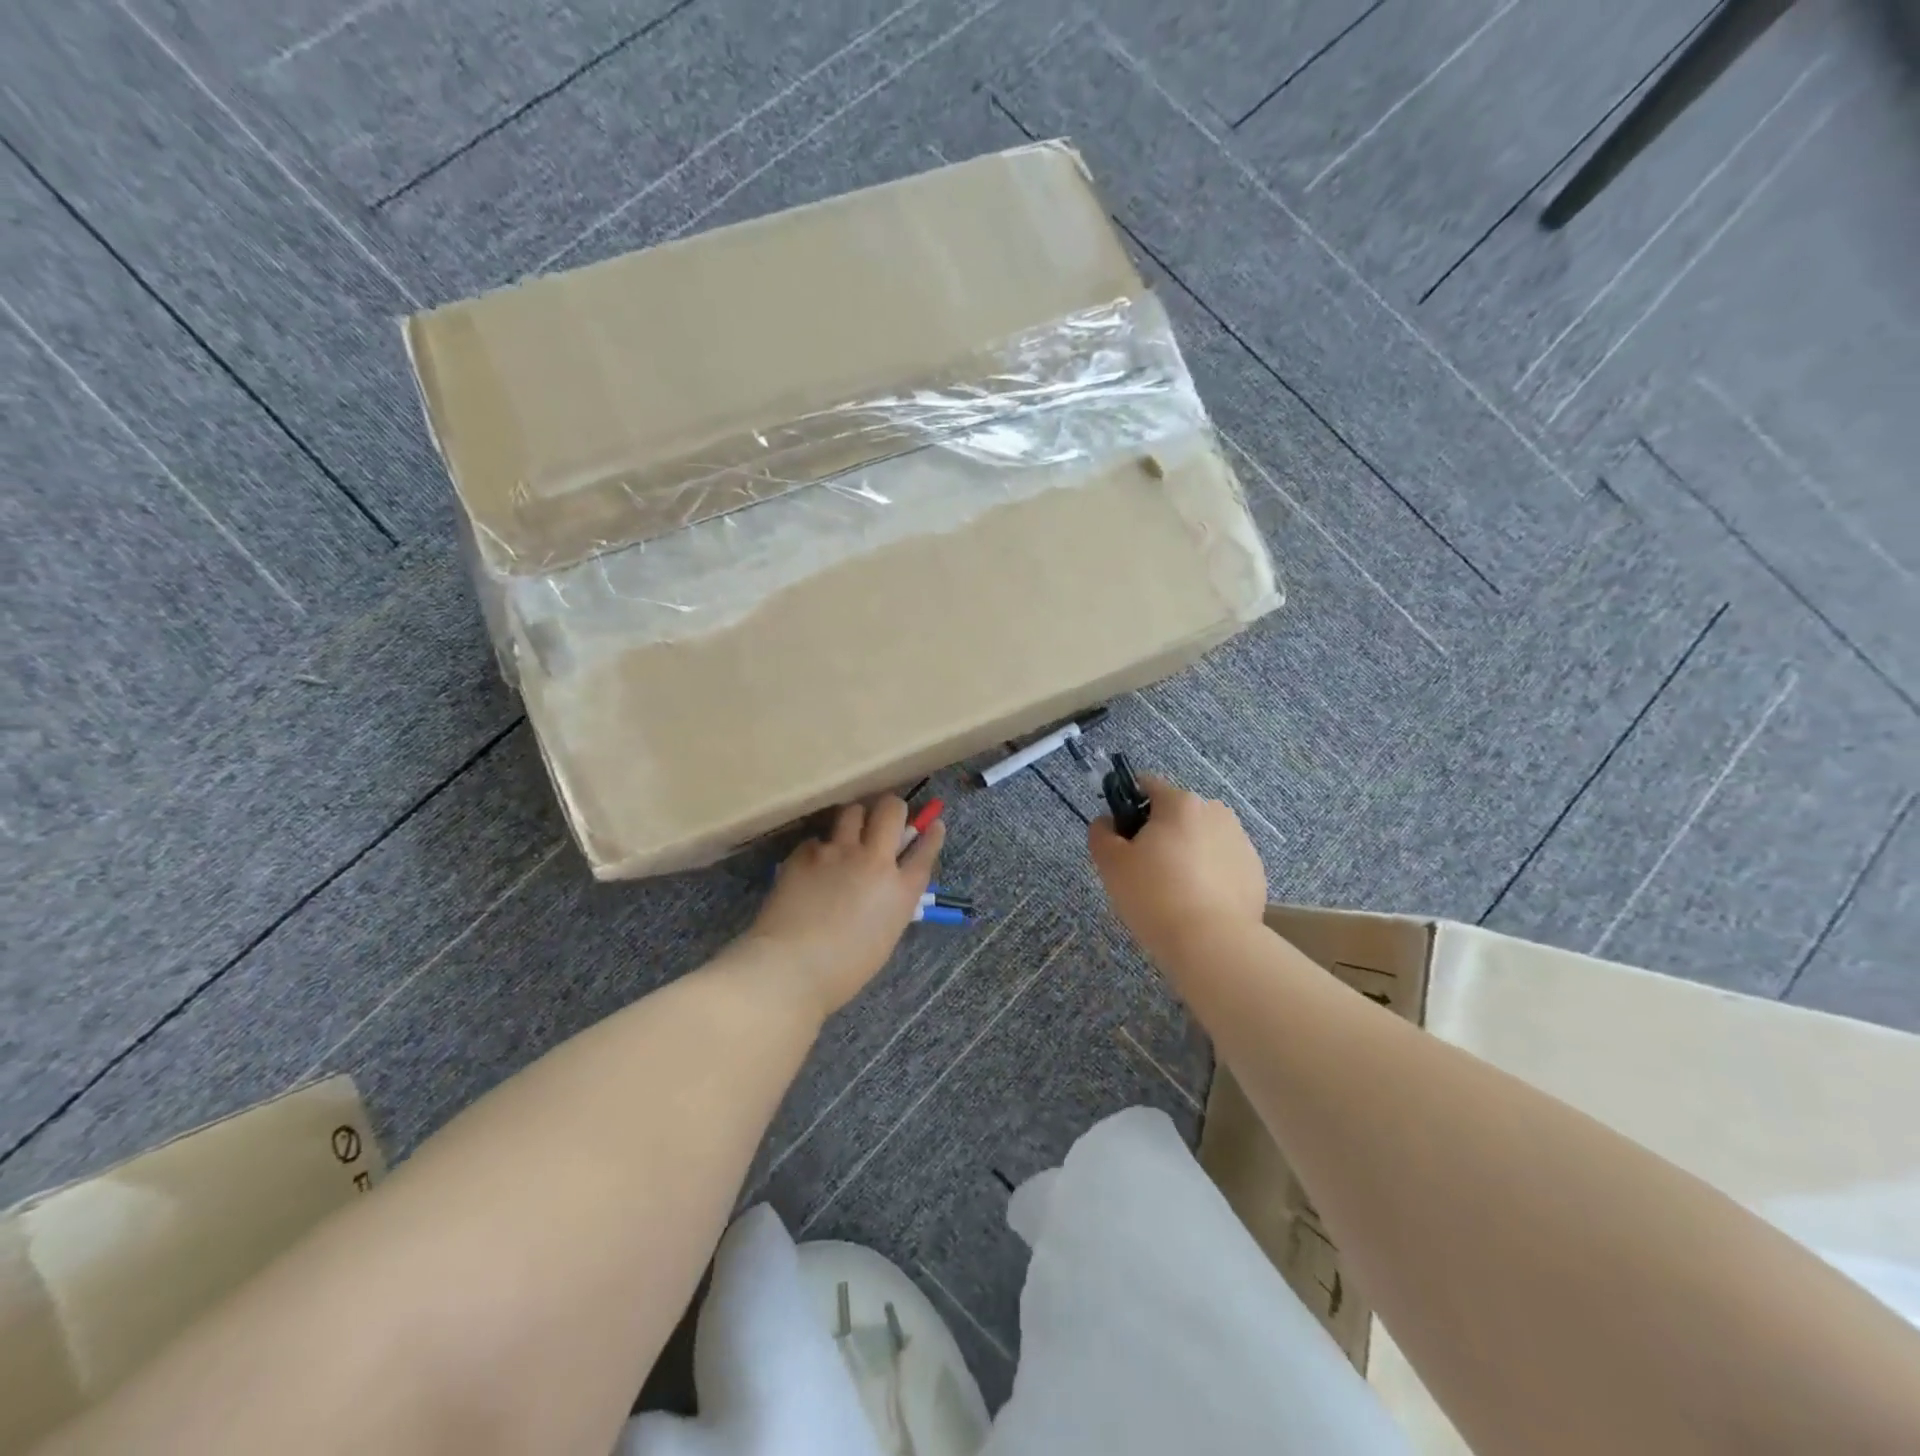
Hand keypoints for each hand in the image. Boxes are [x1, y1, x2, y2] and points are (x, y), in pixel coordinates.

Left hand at [742, 796, 944, 1020]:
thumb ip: (891, 904)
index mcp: (901, 890)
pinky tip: (811, 868)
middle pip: (891, 811)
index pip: (925, 849)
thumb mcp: (884, 936)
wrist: (791, 968)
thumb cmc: (844, 970)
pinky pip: (817, 839)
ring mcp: (838, 852)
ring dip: (855, 819)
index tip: (933, 824)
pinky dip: (819, 850)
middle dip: (892, 809)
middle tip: (885, 819)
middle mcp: (875, 861)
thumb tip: (884, 888)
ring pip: (853, 811)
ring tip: (848, 834)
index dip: (932, 834)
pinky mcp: (805, 853)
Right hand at [1088, 773, 1268, 963]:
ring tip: (1174, 893)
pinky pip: (1223, 864)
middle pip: (1176, 813)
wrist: (1212, 943)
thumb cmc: (1154, 895)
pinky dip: (1209, 876)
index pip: (1147, 785)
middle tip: (1144, 871)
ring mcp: (1241, 841)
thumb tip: (1107, 822)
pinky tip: (1198, 904)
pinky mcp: (1255, 872)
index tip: (1122, 839)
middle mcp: (1215, 812)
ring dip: (1186, 853)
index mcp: (1180, 803)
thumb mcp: (1110, 864)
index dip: (1128, 807)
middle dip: (1159, 834)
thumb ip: (1101, 833)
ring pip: (1201, 838)